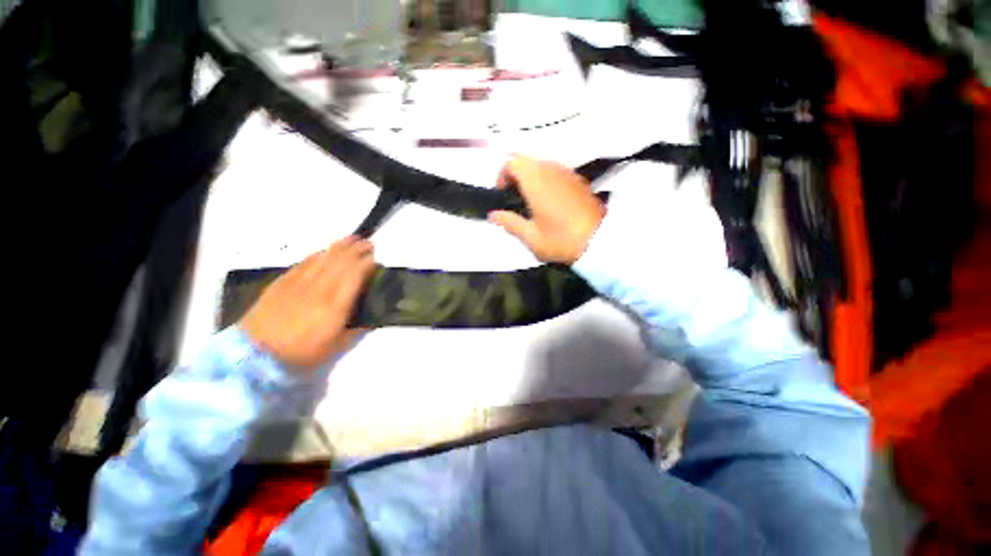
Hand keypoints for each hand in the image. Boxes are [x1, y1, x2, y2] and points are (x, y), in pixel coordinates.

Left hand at [240, 236, 374, 373]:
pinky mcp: (282, 282)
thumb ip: (358, 329)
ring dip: (339, 247)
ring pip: (323, 258)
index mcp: (335, 305)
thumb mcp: (337, 346)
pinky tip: (324, 251)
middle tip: (368, 243)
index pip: (354, 276)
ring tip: (351, 239)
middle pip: (340, 262)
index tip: (375, 258)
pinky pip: (304, 263)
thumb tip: (373, 317)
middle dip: (356, 250)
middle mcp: (319, 289)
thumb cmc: (302, 353)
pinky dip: (318, 254)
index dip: (366, 264)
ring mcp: (299, 283)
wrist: (256, 355)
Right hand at [488, 155, 605, 263]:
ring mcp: (567, 173)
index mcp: (536, 181)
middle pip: (526, 160)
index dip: (502, 175)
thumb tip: (493, 216)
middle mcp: (551, 170)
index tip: (502, 193)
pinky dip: (546, 180)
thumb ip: (509, 222)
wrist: (600, 241)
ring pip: (541, 165)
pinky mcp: (578, 180)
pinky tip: (549, 202)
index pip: (512, 162)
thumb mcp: (530, 237)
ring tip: (530, 202)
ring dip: (531, 177)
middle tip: (514, 198)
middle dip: (515, 175)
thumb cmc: (561, 240)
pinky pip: (555, 171)